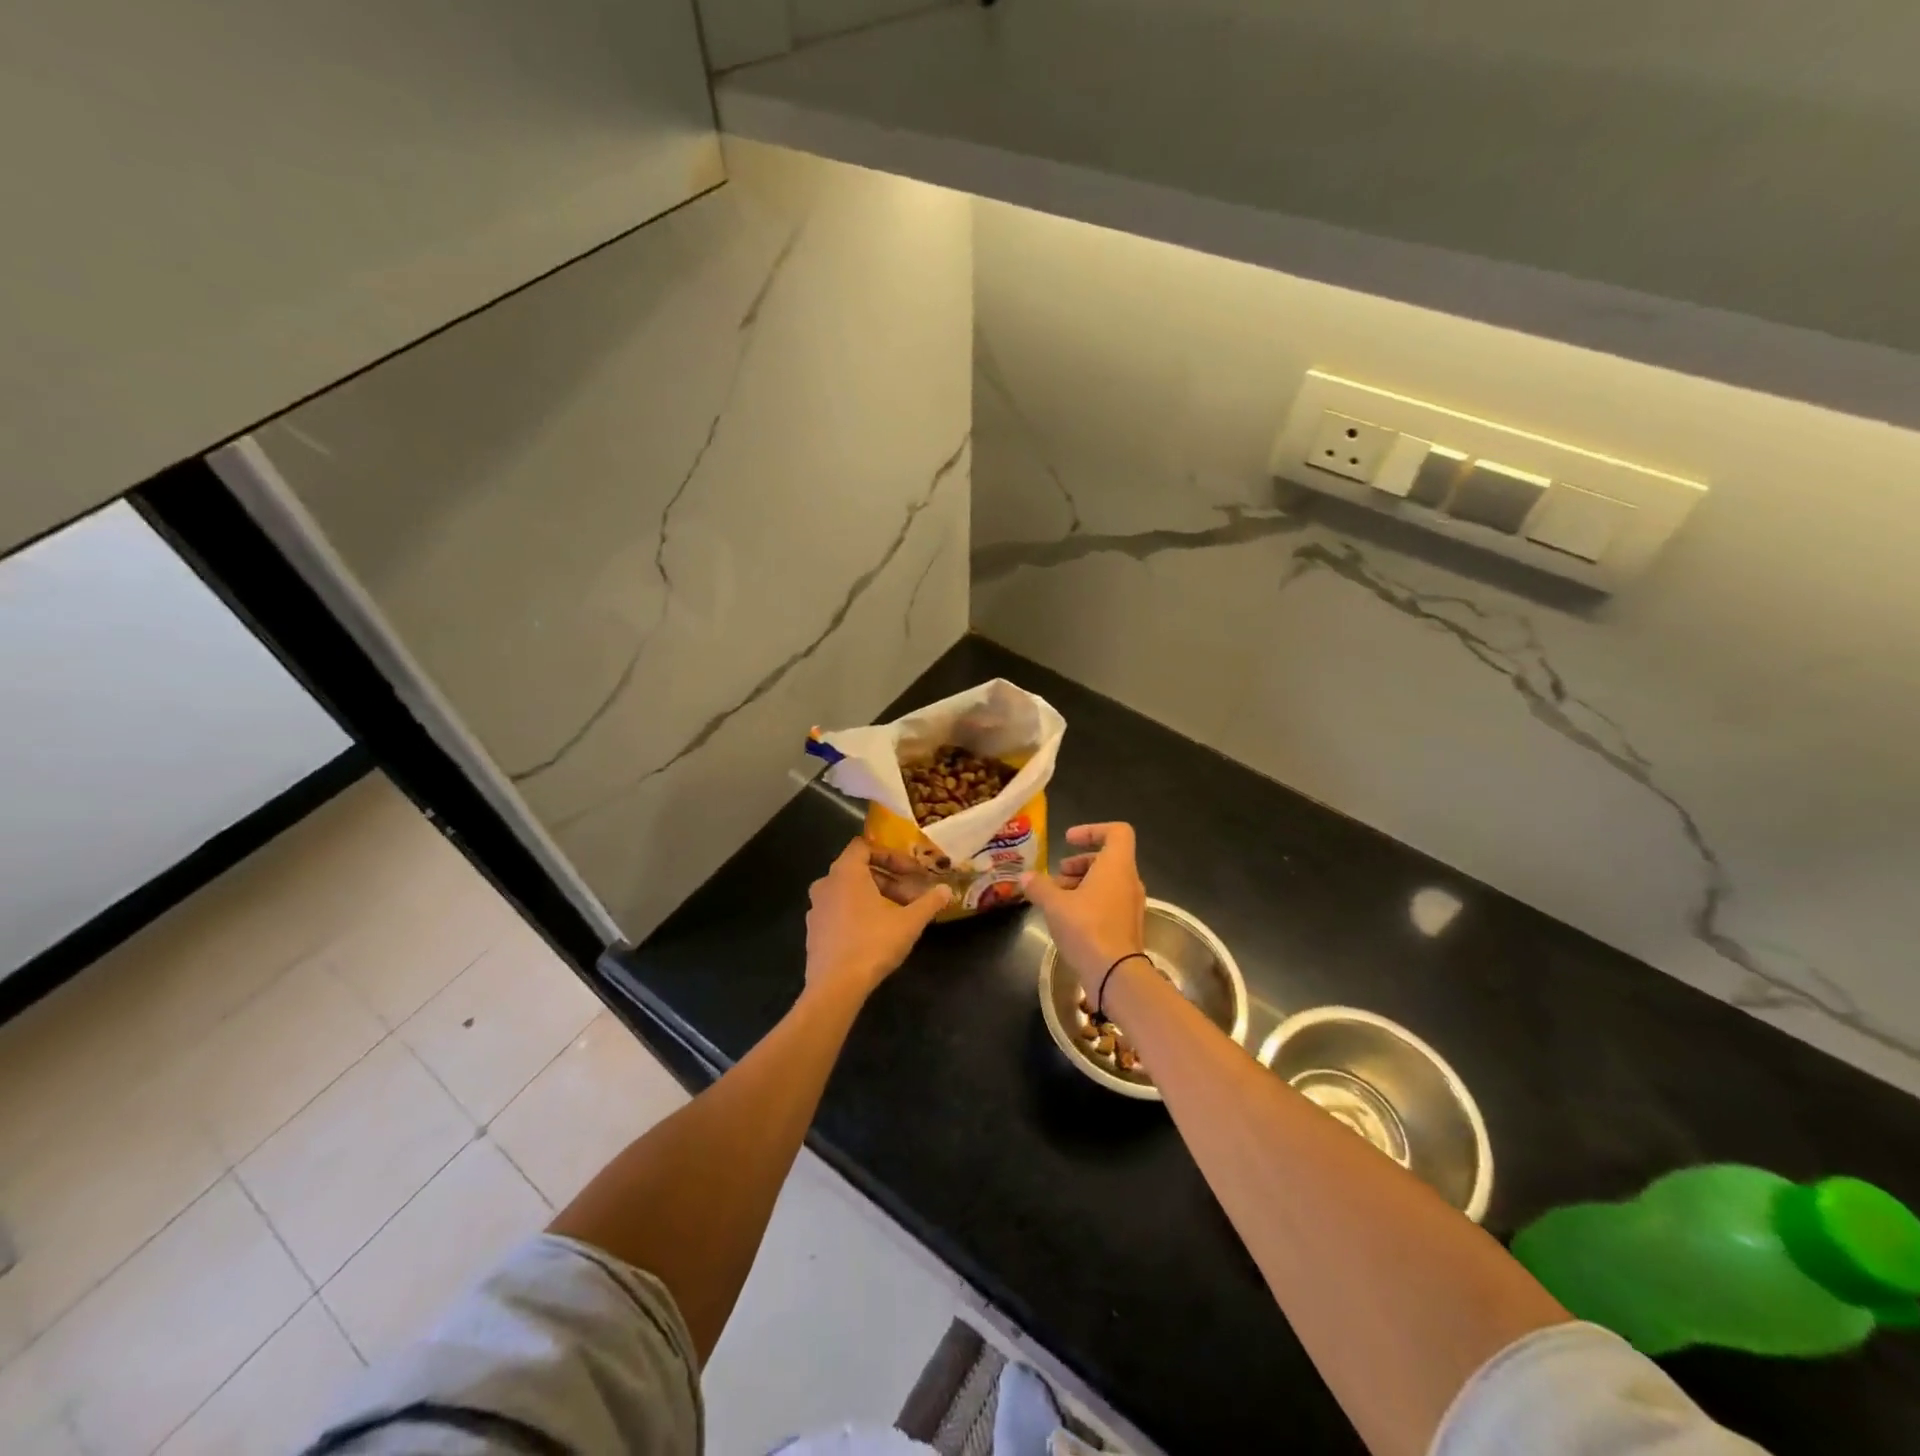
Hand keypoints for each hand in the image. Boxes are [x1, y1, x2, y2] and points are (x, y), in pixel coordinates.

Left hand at [805, 838, 951, 998]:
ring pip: (848, 891)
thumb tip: (946, 890)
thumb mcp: (909, 922)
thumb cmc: (872, 944)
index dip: (890, 855)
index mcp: (845, 872)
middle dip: (888, 879)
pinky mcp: (813, 930)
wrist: (835, 987)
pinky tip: (876, 933)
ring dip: (874, 897)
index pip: (864, 847)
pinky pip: (838, 910)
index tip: (911, 871)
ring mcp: (816, 908)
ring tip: (898, 915)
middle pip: (859, 870)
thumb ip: (929, 902)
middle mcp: (825, 884)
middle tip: (911, 896)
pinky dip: (858, 912)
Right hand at [1021, 823, 1146, 985]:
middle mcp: (1129, 881)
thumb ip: (1039, 887)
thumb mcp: (1055, 904)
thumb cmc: (1087, 928)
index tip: (1068, 840)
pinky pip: (1109, 902)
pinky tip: (1067, 919)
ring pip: (1107, 882)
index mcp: (1117, 866)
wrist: (1116, 974)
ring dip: (1082, 884)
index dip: (1092, 830)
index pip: (1117, 831)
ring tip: (1056, 899)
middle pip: (1108, 858)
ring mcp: (1132, 905)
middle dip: (1079, 863)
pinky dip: (1089, 902)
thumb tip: (1025, 877)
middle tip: (1057, 875)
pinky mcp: (1128, 926)